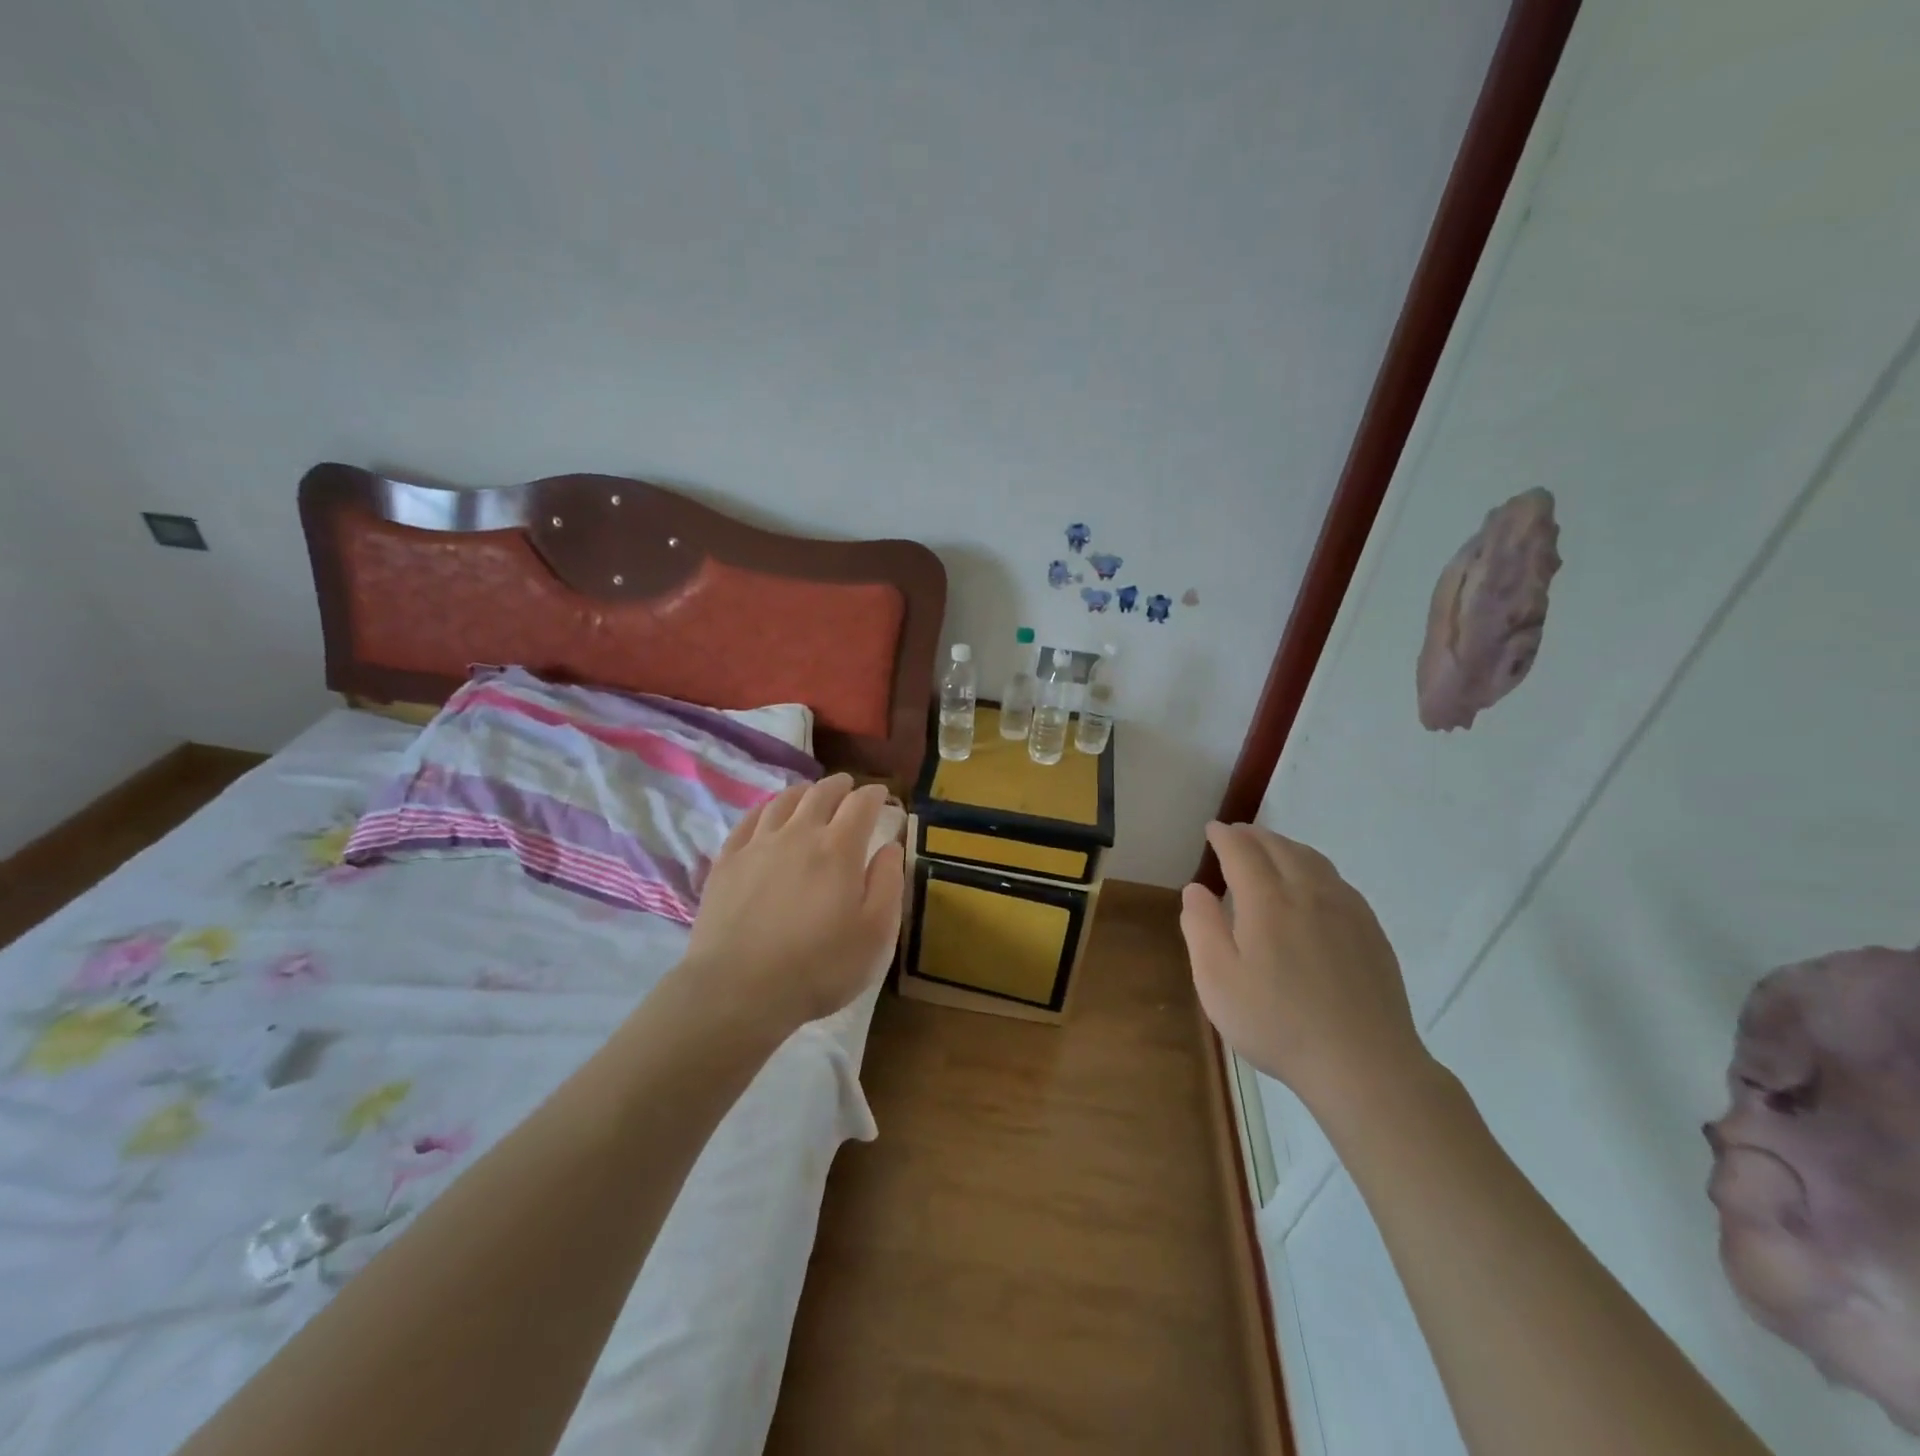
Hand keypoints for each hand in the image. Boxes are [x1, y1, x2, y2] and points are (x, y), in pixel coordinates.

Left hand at [684, 774, 905, 1033]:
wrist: (738, 990)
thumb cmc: (818, 967)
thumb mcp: (875, 935)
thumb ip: (888, 884)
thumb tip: (891, 846)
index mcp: (839, 849)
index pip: (861, 804)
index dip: (875, 795)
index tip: (882, 795)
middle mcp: (799, 834)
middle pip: (821, 793)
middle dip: (840, 786)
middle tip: (848, 787)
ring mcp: (758, 845)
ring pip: (783, 801)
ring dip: (803, 792)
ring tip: (810, 794)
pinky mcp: (727, 861)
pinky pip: (749, 820)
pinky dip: (765, 808)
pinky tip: (768, 814)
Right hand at [1182, 822, 1435, 1118]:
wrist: (1364, 1064)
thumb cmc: (1277, 1023)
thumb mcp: (1217, 981)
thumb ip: (1201, 928)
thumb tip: (1196, 888)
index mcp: (1267, 901)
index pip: (1242, 852)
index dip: (1225, 837)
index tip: (1213, 829)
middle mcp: (1309, 893)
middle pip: (1280, 848)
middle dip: (1254, 835)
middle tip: (1236, 833)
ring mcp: (1346, 910)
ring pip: (1313, 860)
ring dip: (1286, 846)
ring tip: (1270, 849)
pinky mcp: (1370, 931)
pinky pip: (1337, 880)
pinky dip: (1314, 867)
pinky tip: (1312, 884)